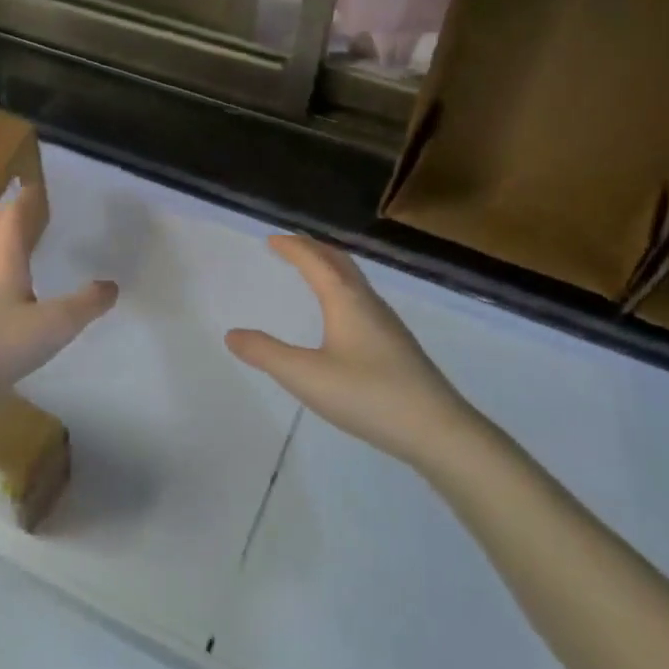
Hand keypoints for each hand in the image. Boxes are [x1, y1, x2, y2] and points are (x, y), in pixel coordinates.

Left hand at [0, 184, 117, 428]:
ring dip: (4, 238)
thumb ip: (85, 305)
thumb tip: (111, 286)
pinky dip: (0, 267)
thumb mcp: (53, 326)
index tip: (39, 186)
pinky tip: (11, 289)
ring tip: (24, 240)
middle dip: (12, 212)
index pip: (14, 217)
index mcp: (3, 261)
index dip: (27, 199)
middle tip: (30, 205)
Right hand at [227, 235, 475, 472]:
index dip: (292, 247)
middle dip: (313, 249)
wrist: (437, 430)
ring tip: (312, 271)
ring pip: (355, 281)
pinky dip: (342, 289)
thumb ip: (266, 354)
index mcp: (346, 300)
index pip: (315, 261)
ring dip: (330, 267)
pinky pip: (362, 300)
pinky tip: (341, 315)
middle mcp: (368, 303)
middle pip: (340, 262)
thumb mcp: (306, 376)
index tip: (272, 239)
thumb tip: (232, 334)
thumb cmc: (368, 395)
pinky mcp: (397, 345)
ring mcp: (387, 323)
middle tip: (289, 246)